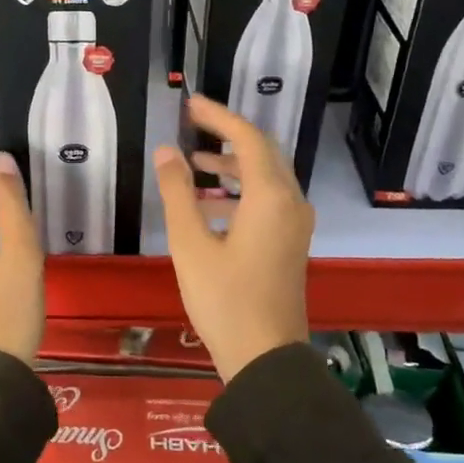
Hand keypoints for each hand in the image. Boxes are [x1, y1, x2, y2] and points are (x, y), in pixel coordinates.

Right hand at [153, 93, 313, 381]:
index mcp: (271, 197)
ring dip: (233, 165)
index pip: (248, 138)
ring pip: (267, 177)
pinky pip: (269, 200)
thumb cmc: (224, 300)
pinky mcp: (291, 243)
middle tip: (192, 123)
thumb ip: (178, 193)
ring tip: (195, 164)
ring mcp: (295, 225)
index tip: (190, 103)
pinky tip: (210, 206)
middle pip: (263, 152)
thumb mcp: (191, 245)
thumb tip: (168, 151)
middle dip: (227, 135)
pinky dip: (241, 191)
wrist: (266, 359)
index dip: (218, 117)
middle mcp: (291, 203)